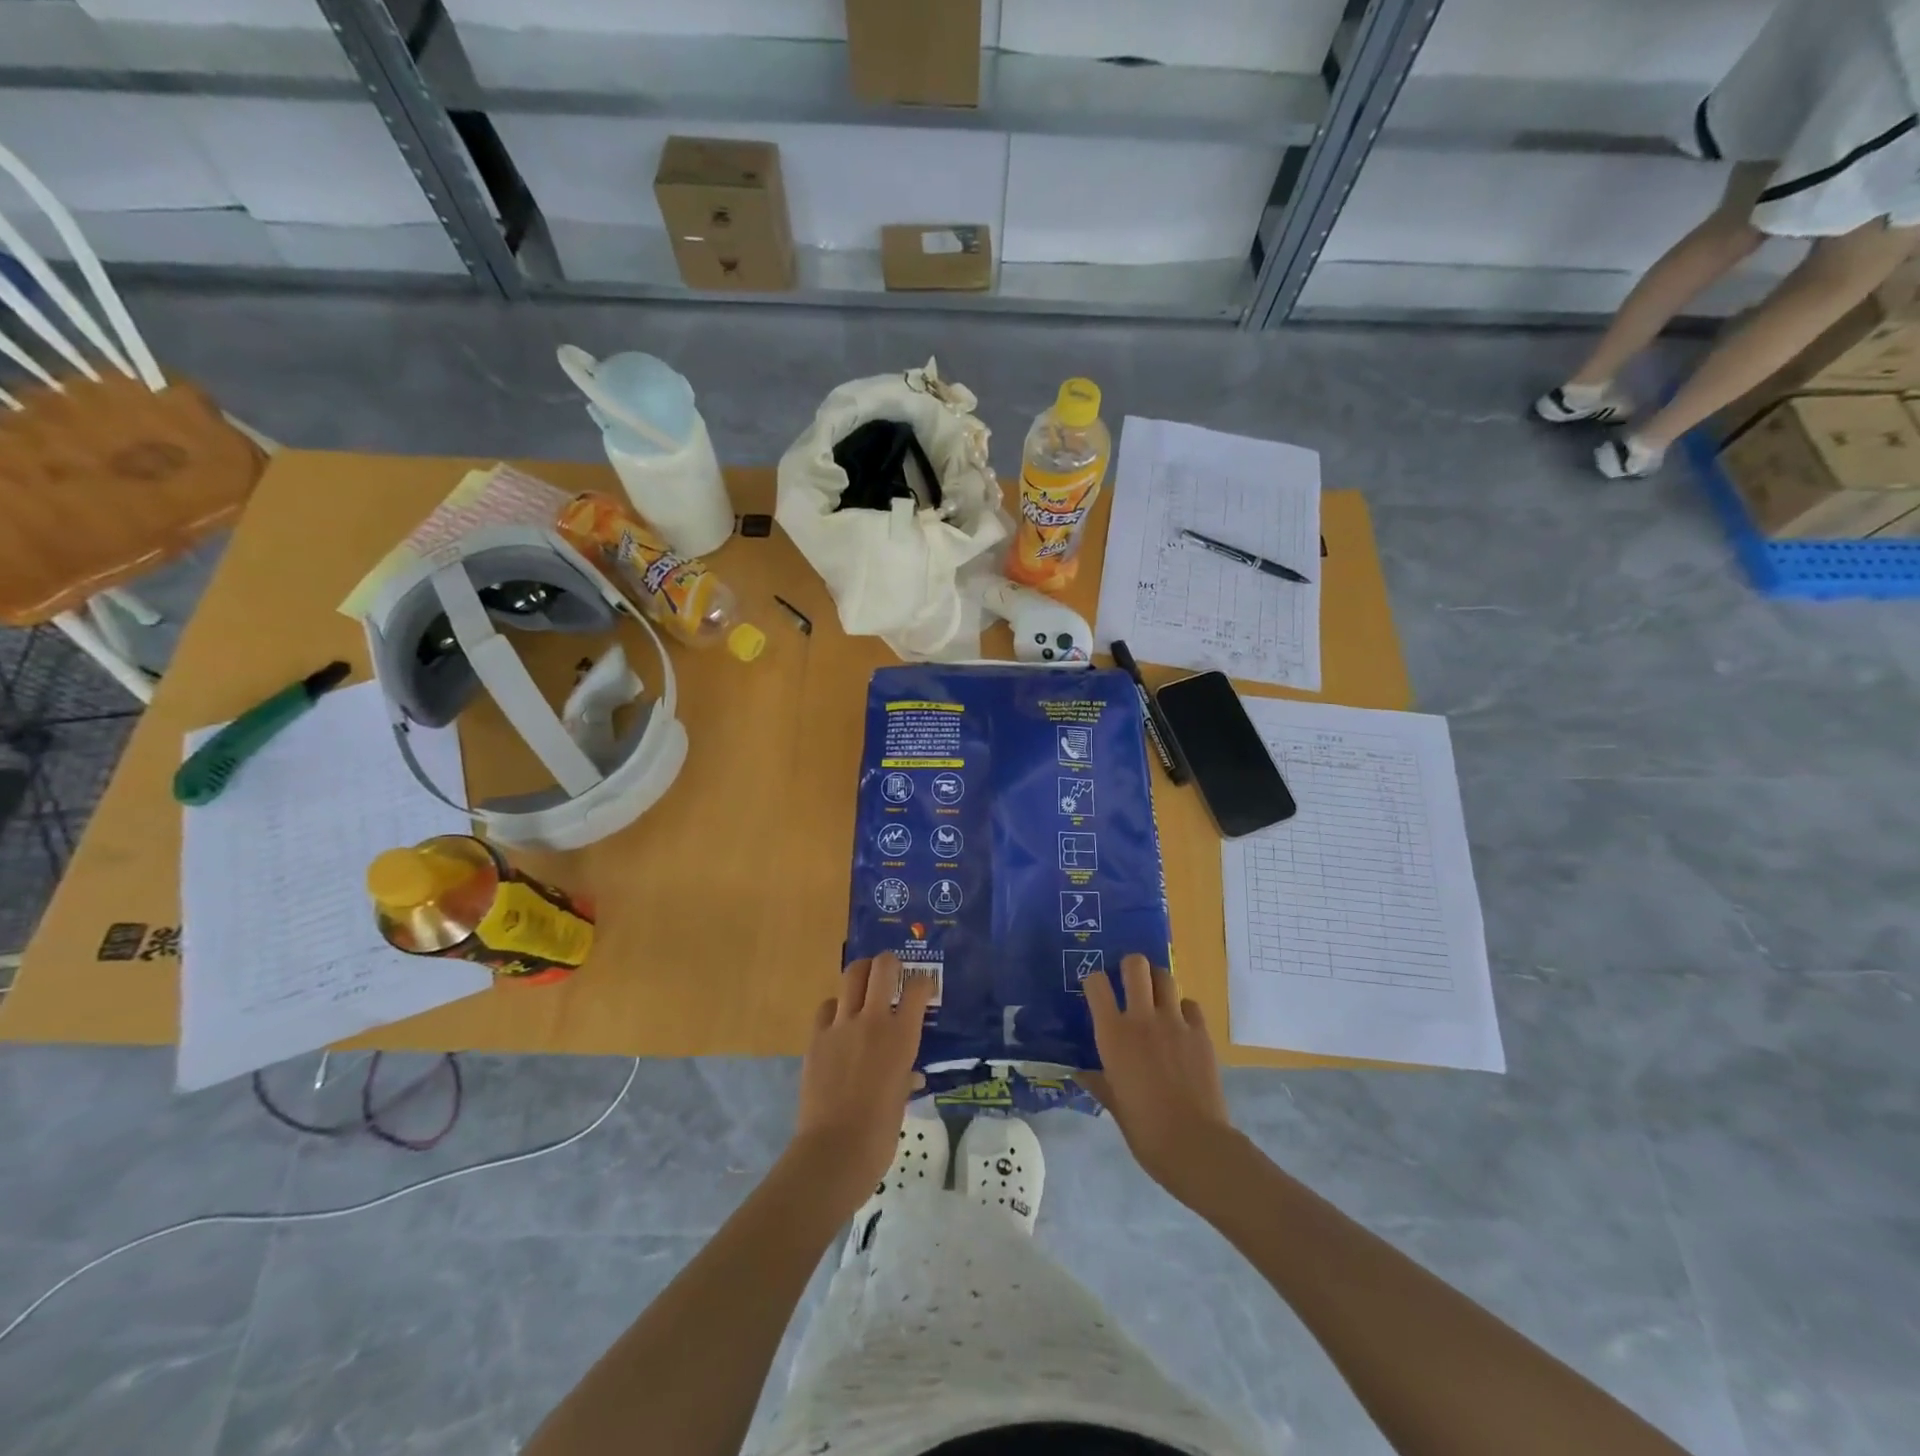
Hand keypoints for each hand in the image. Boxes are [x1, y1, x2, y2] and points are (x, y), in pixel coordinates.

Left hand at [789, 953, 934, 1213]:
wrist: (836, 1148)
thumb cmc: (881, 1131)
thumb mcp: (902, 1099)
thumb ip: (906, 1076)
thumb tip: (910, 1075)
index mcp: (903, 1036)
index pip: (918, 989)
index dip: (923, 983)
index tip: (923, 988)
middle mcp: (875, 1020)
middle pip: (882, 967)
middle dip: (889, 962)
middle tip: (891, 972)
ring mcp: (842, 1025)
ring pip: (852, 976)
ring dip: (861, 974)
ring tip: (864, 982)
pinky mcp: (817, 1036)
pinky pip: (827, 1007)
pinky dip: (835, 1007)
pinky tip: (838, 1021)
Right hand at [1080, 954, 1240, 1199]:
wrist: (1194, 1144)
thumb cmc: (1144, 1129)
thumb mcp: (1114, 1105)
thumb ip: (1098, 1082)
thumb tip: (1081, 1074)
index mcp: (1113, 1034)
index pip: (1096, 984)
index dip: (1094, 981)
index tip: (1096, 992)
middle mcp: (1142, 1019)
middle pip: (1136, 965)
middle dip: (1130, 967)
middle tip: (1129, 983)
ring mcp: (1175, 1023)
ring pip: (1165, 977)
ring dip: (1158, 982)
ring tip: (1155, 998)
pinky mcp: (1201, 1033)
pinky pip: (1191, 1005)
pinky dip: (1184, 1009)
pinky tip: (1181, 1025)